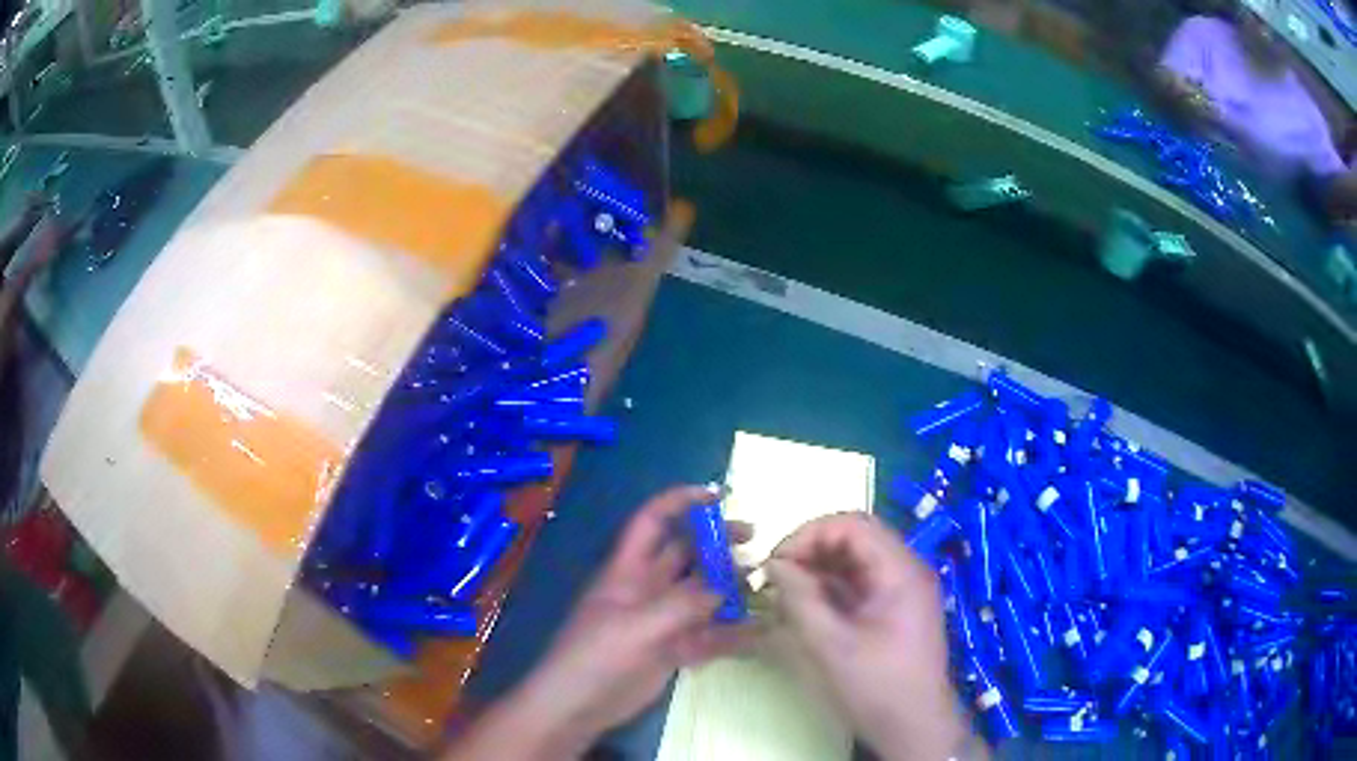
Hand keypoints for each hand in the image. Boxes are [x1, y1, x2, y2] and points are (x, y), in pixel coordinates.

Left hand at [444, 486, 751, 759]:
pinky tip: (758, 632)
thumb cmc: (597, 657)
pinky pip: (707, 634)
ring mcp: (660, 621)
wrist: (576, 707)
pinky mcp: (671, 650)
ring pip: (701, 595)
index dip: (681, 502)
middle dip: (718, 545)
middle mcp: (647, 589)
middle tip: (756, 544)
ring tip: (764, 587)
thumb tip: (731, 578)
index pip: (653, 521)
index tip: (718, 496)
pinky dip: (731, 633)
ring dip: (729, 589)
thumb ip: (686, 603)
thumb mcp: (640, 626)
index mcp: (629, 570)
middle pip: (686, 556)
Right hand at [765, 513, 973, 760]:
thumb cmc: (876, 685)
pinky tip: (807, 607)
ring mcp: (903, 589)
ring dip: (819, 569)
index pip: (852, 525)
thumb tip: (773, 565)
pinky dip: (831, 588)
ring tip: (786, 593)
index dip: (809, 534)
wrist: (915, 725)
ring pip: (856, 560)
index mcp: (900, 571)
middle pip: (856, 538)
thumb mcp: (830, 645)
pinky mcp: (896, 608)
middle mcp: (906, 570)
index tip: (776, 563)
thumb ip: (800, 599)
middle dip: (811, 551)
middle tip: (777, 577)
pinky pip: (860, 583)